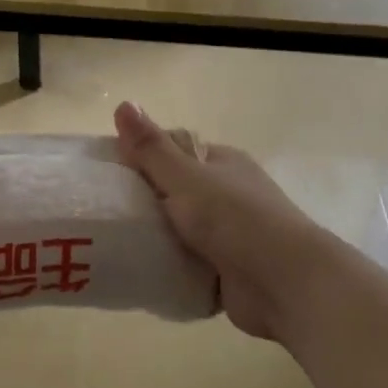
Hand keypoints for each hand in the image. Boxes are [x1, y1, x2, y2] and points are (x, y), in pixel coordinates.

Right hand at [114, 102, 329, 342]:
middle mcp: (227, 195)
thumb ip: (152, 147)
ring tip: (110, 243)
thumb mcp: (187, 177)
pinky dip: (167, 268)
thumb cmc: (236, 219)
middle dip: (143, 203)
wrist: (286, 285)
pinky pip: (186, 265)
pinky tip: (137, 270)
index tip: (106, 174)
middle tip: (101, 212)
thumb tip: (124, 103)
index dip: (140, 159)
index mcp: (222, 164)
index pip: (173, 153)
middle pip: (173, 193)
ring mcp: (228, 236)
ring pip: (178, 231)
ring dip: (154, 239)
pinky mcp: (226, 272)